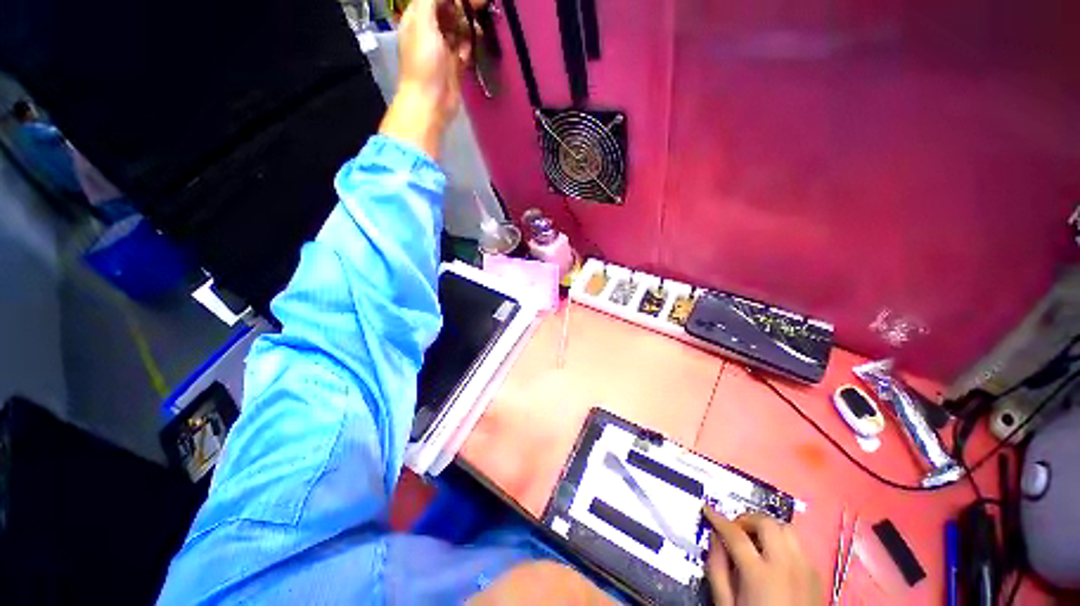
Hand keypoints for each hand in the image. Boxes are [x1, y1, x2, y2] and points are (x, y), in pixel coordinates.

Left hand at [379, 0, 476, 157]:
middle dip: (464, 8)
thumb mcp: (423, 26)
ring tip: (472, 34)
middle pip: (450, 8)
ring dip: (469, 26)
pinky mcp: (453, 58)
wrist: (430, 101)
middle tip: (478, 8)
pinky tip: (466, 52)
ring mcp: (441, 44)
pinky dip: (470, 44)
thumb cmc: (423, 64)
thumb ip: (429, 3)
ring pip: (461, 24)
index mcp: (416, 20)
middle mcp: (427, 30)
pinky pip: (466, 42)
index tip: (469, 0)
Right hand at [703, 508, 820, 605]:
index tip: (709, 511)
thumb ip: (719, 573)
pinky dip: (784, 543)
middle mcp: (785, 561)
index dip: (720, 520)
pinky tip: (775, 560)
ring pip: (788, 528)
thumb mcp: (726, 605)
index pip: (737, 536)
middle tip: (734, 528)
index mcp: (758, 573)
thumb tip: (715, 543)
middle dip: (748, 519)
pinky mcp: (816, 569)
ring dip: (769, 528)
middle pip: (767, 523)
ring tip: (755, 540)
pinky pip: (800, 545)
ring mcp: (805, 563)